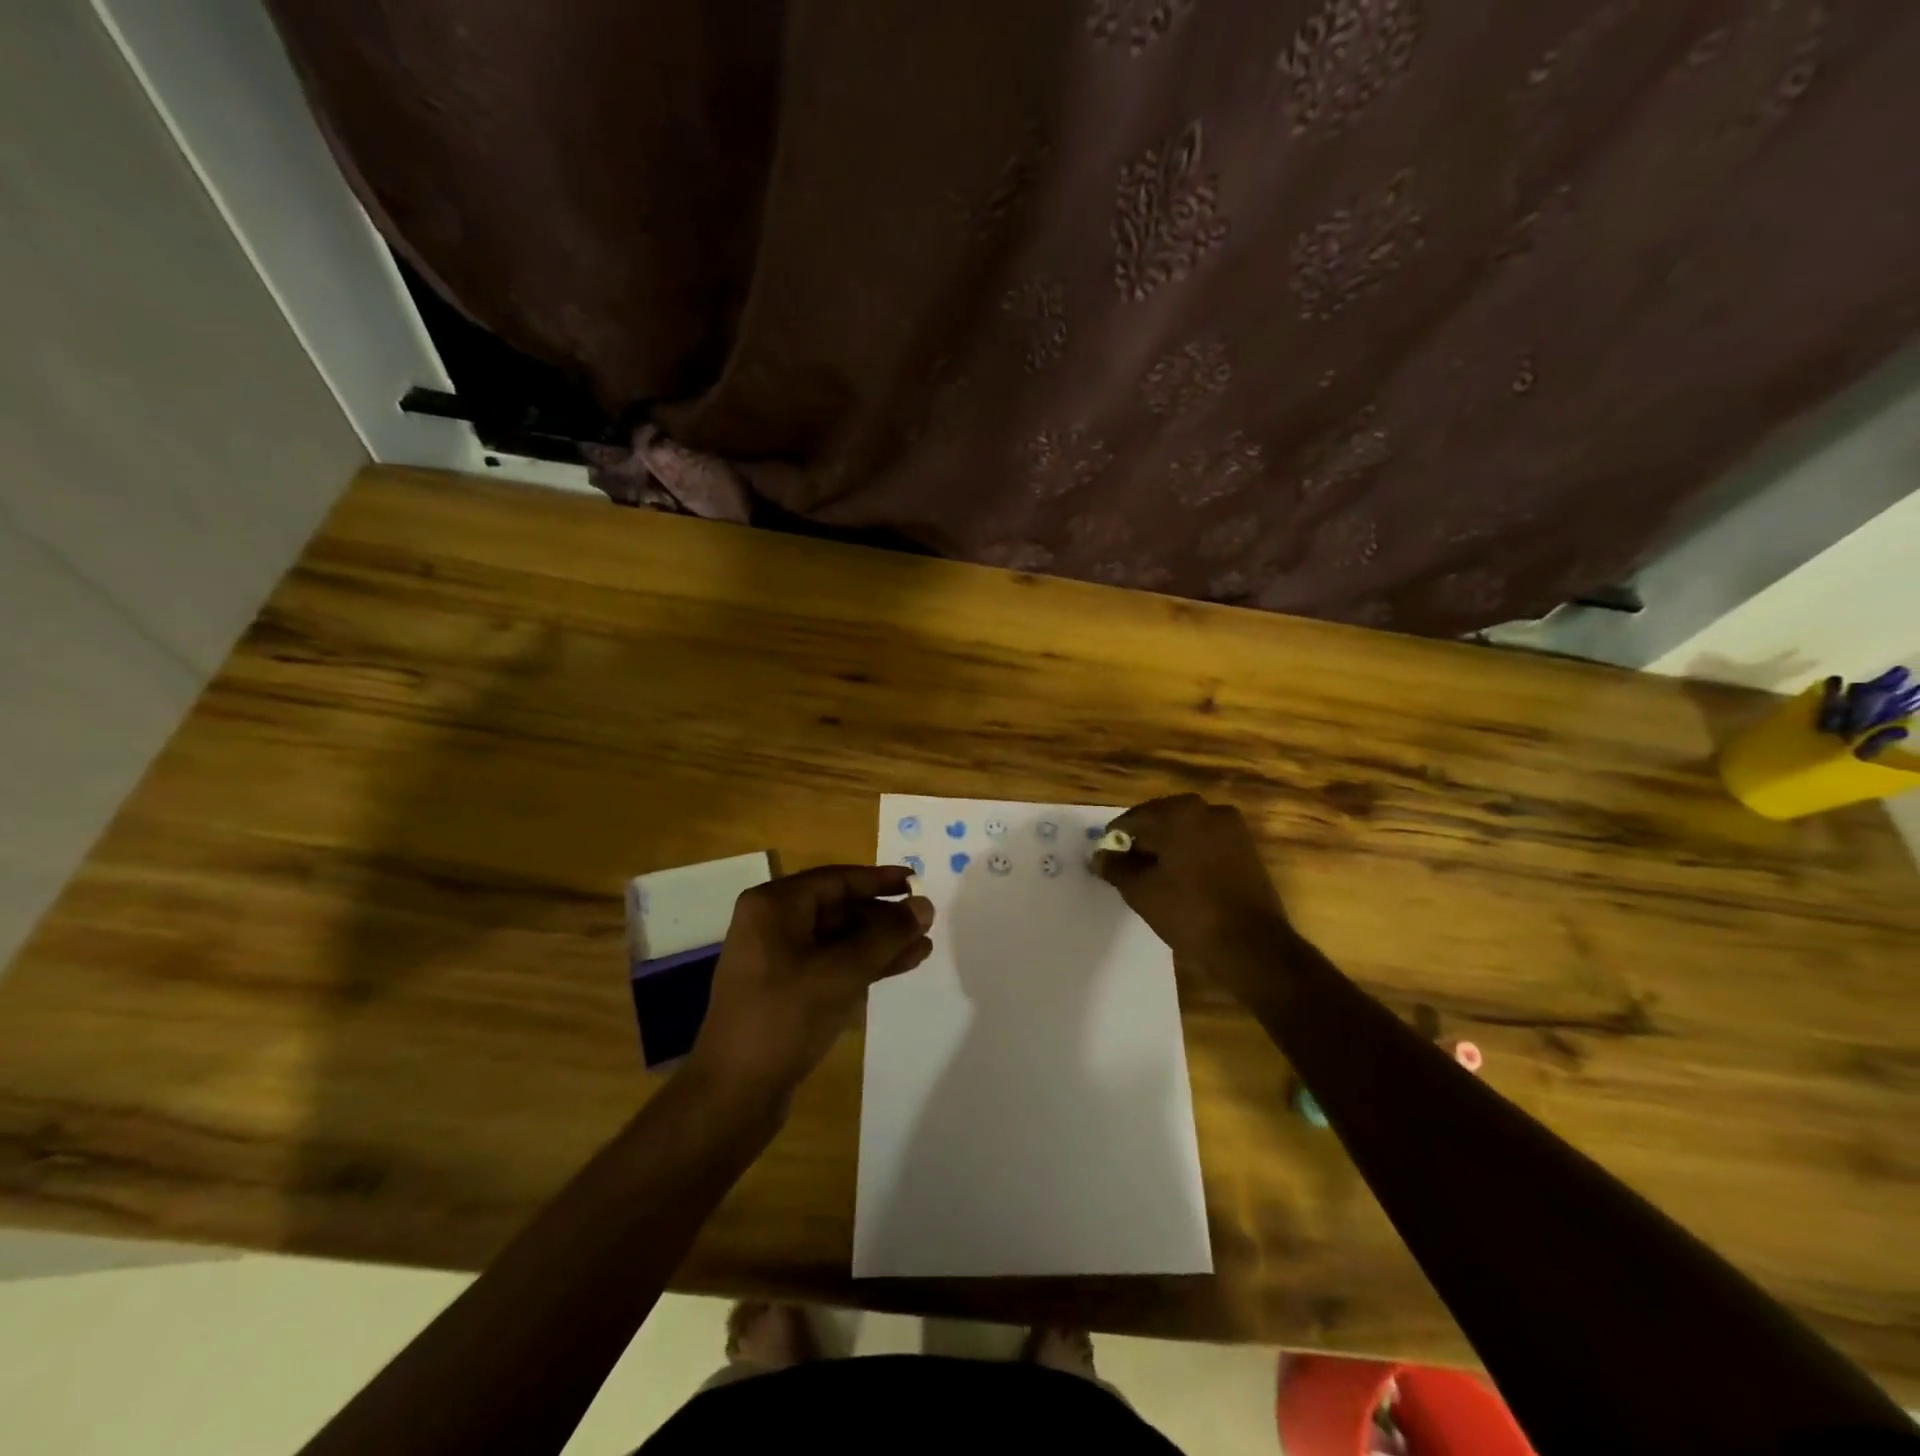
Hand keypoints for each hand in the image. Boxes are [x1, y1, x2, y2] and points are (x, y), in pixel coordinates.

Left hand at [687, 865, 933, 1105]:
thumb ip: (887, 936)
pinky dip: (862, 965)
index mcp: (774, 906)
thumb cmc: (784, 1018)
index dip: (880, 880)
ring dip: (879, 943)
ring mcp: (777, 958)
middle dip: (883, 917)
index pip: (837, 880)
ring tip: (923, 948)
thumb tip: (925, 906)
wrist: (733, 1093)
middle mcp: (772, 923)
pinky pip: (830, 964)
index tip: (917, 881)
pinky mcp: (785, 989)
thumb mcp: (842, 972)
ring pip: (838, 939)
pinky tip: (898, 967)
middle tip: (925, 922)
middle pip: (839, 908)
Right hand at [1093, 795, 1292, 995]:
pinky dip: (1191, 855)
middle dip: (1144, 842)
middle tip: (1128, 869)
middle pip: (1162, 820)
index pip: (1134, 819)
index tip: (1106, 860)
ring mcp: (1232, 829)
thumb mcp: (1141, 892)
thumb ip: (1115, 868)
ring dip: (1168, 848)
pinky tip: (1181, 880)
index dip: (1116, 839)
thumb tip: (1097, 856)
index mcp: (1180, 813)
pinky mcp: (1247, 849)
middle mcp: (1208, 810)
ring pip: (1187, 832)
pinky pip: (1207, 843)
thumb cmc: (1189, 912)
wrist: (1252, 945)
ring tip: (1154, 877)